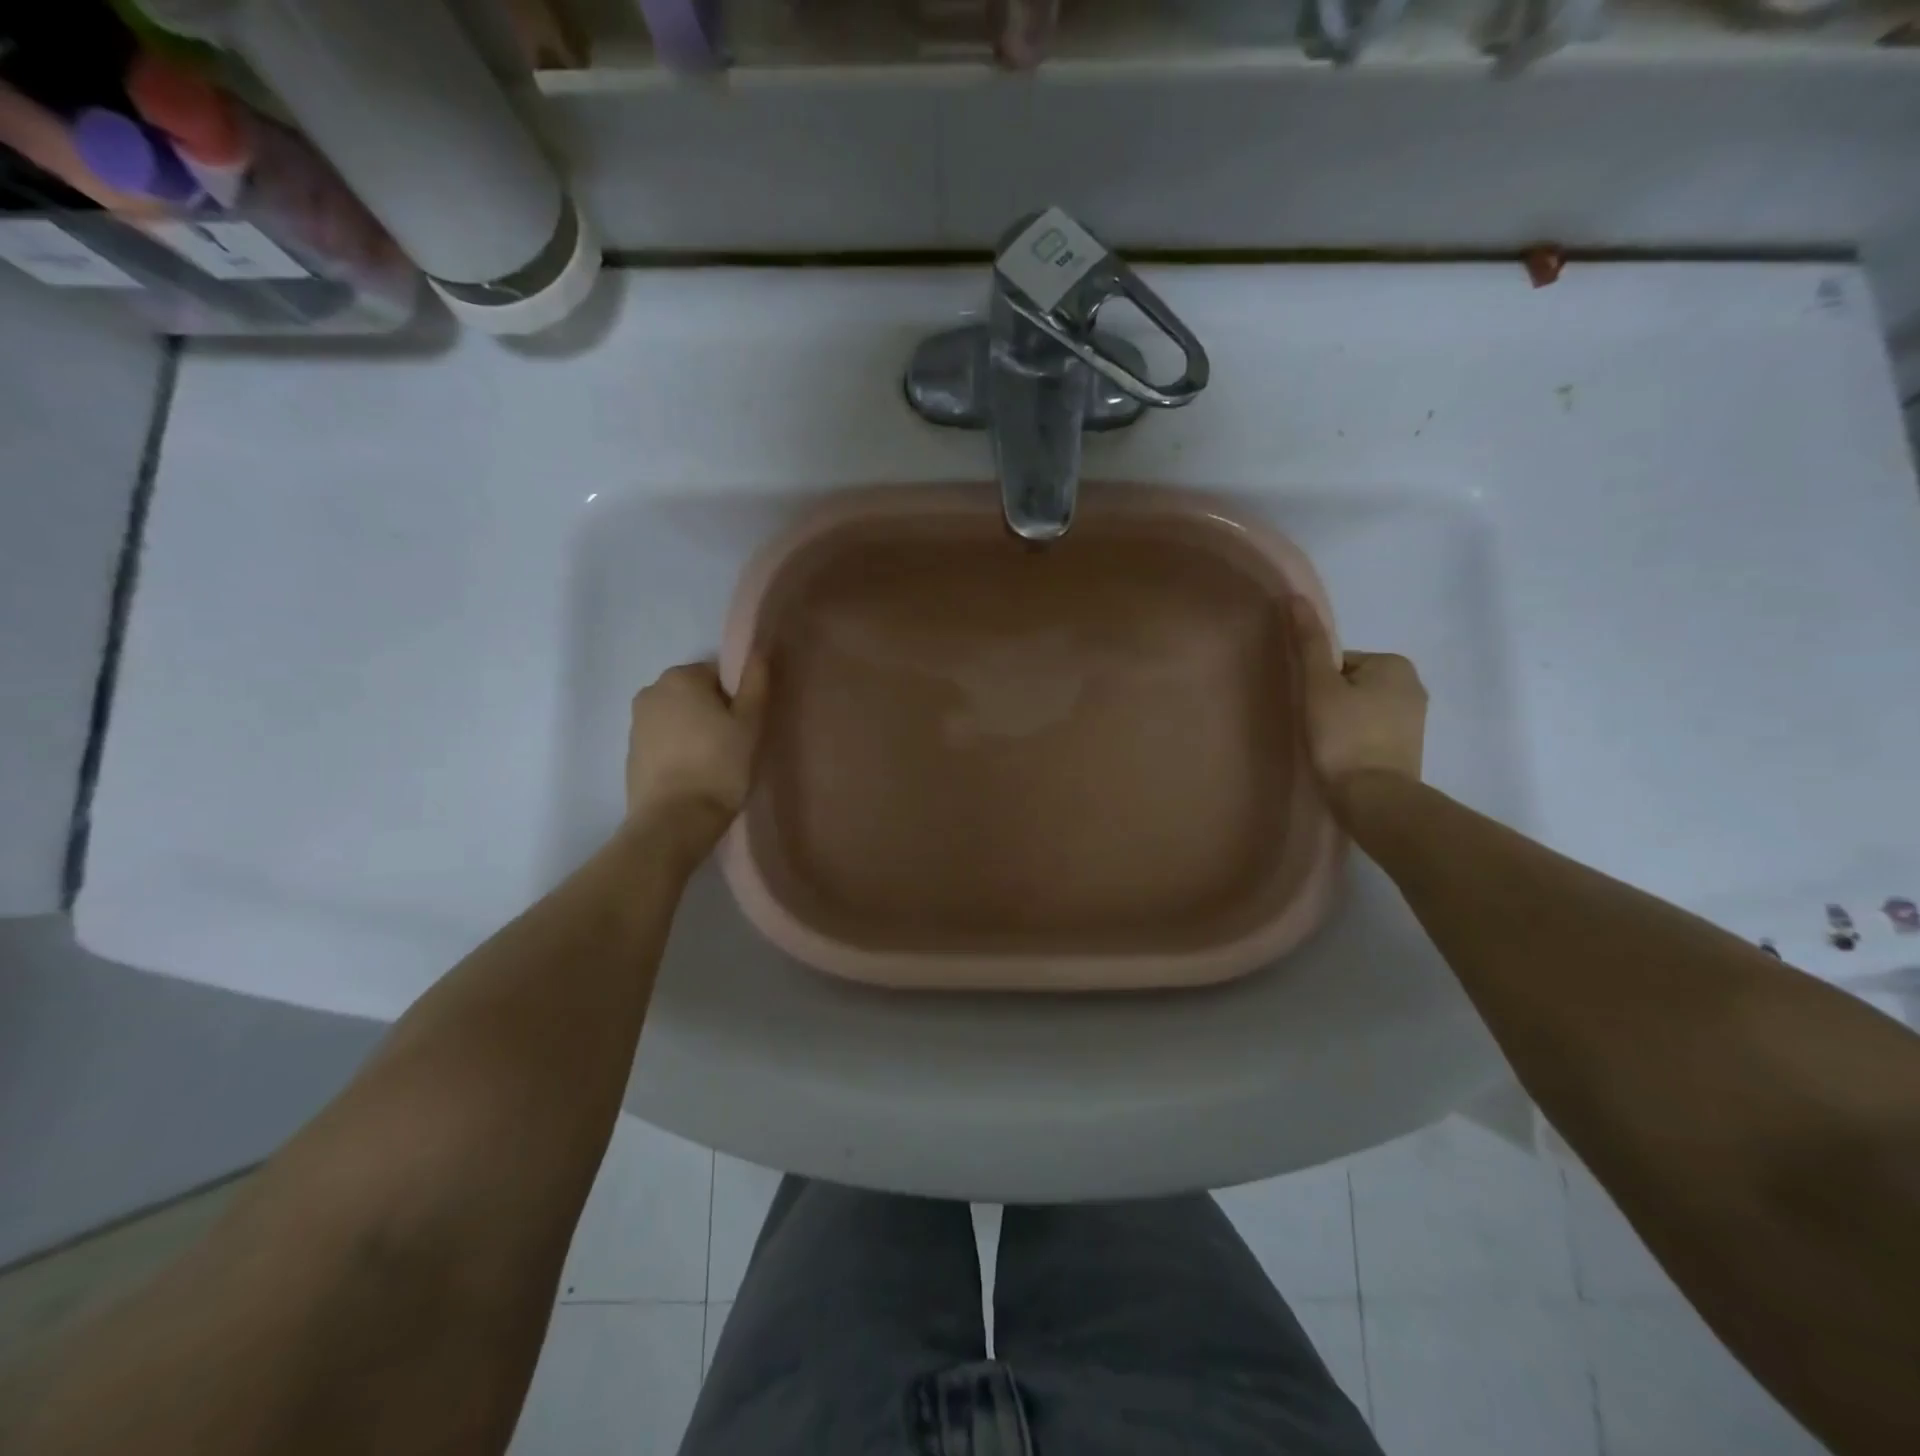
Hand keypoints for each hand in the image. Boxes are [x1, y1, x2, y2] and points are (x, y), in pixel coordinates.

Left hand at [625, 658, 768, 841]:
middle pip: (696, 693)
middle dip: (714, 712)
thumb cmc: (719, 765)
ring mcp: (636, 722)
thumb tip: (758, 650)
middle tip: (734, 745)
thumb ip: (755, 682)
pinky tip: (694, 774)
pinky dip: (680, 749)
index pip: (719, 675)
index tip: (746, 726)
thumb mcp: (750, 722)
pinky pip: (664, 740)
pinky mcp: (631, 751)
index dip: (738, 699)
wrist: (674, 820)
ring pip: (679, 717)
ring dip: (696, 731)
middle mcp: (651, 690)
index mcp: (681, 676)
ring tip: (715, 763)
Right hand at [1288, 597, 1427, 788]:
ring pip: (1361, 707)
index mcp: (1394, 663)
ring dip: (1342, 721)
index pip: (1339, 662)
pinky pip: (1372, 729)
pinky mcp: (1410, 745)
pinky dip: (1356, 738)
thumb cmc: (1343, 736)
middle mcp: (1414, 684)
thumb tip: (1295, 598)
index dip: (1317, 683)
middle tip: (1317, 728)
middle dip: (1332, 701)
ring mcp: (1415, 718)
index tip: (1312, 708)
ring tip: (1328, 745)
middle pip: (1351, 683)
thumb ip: (1309, 643)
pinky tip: (1343, 755)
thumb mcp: (1319, 686)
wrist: (1373, 797)